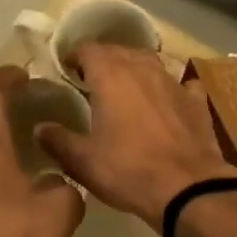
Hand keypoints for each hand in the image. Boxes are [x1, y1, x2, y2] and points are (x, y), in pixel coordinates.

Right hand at [34, 44, 236, 229]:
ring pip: (150, 62)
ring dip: (135, 69)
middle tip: (92, 81)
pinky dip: (171, 88)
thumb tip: (39, 128)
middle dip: (104, 60)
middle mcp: (142, 68)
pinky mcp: (196, 101)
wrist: (187, 187)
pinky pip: (181, 83)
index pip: (88, 49)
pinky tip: (168, 100)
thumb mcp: (82, 161)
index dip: (75, 56)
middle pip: (119, 50)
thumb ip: (58, 140)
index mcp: (110, 76)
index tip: (67, 71)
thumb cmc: (127, 170)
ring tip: (126, 87)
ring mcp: (173, 82)